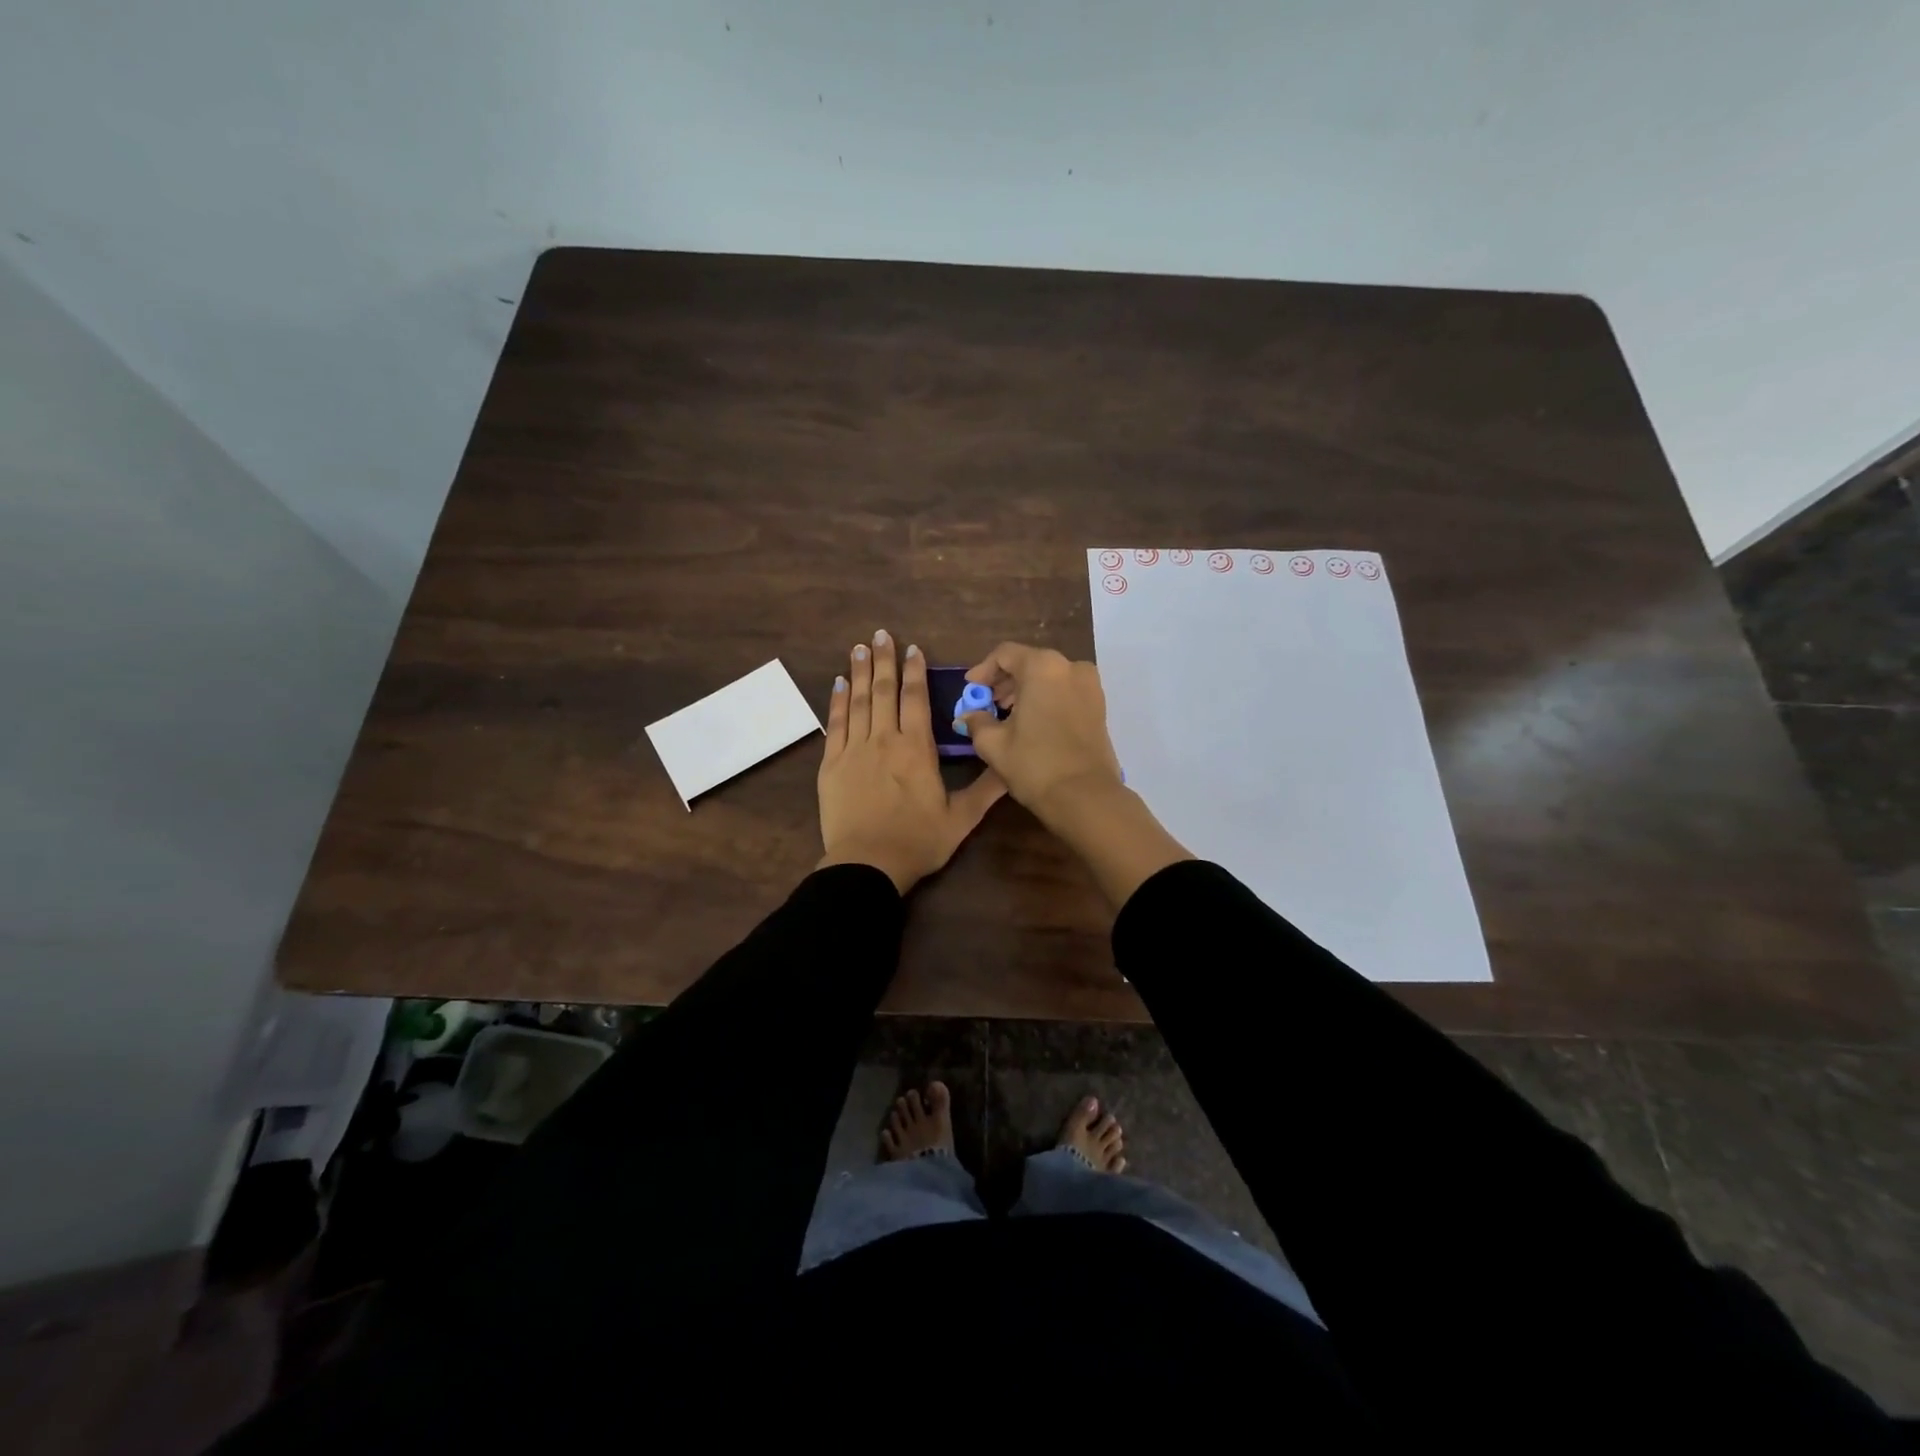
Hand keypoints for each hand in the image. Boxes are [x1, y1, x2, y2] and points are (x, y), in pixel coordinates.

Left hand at [817, 630, 1005, 893]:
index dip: (915, 671)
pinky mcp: (831, 764)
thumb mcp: (961, 818)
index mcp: (916, 749)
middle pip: (884, 691)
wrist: (867, 865)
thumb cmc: (917, 841)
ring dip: (860, 672)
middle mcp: (884, 740)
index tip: (913, 648)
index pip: (915, 699)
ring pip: (858, 701)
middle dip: (884, 660)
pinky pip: (835, 724)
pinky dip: (837, 701)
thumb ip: (987, 789)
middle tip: (880, 634)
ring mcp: (854, 750)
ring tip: (859, 647)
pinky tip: (839, 683)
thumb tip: (1012, 765)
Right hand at [957, 643, 1124, 824]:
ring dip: (1025, 690)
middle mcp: (1070, 667)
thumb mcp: (993, 743)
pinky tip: (1031, 722)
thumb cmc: (1034, 764)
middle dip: (1005, 681)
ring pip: (1049, 676)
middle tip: (987, 703)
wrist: (1085, 796)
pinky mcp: (1099, 705)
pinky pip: (1065, 690)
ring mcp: (1090, 685)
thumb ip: (977, 721)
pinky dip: (1046, 698)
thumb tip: (968, 715)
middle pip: (1029, 662)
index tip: (971, 690)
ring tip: (1007, 715)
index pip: (1005, 654)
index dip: (983, 670)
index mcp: (1042, 666)